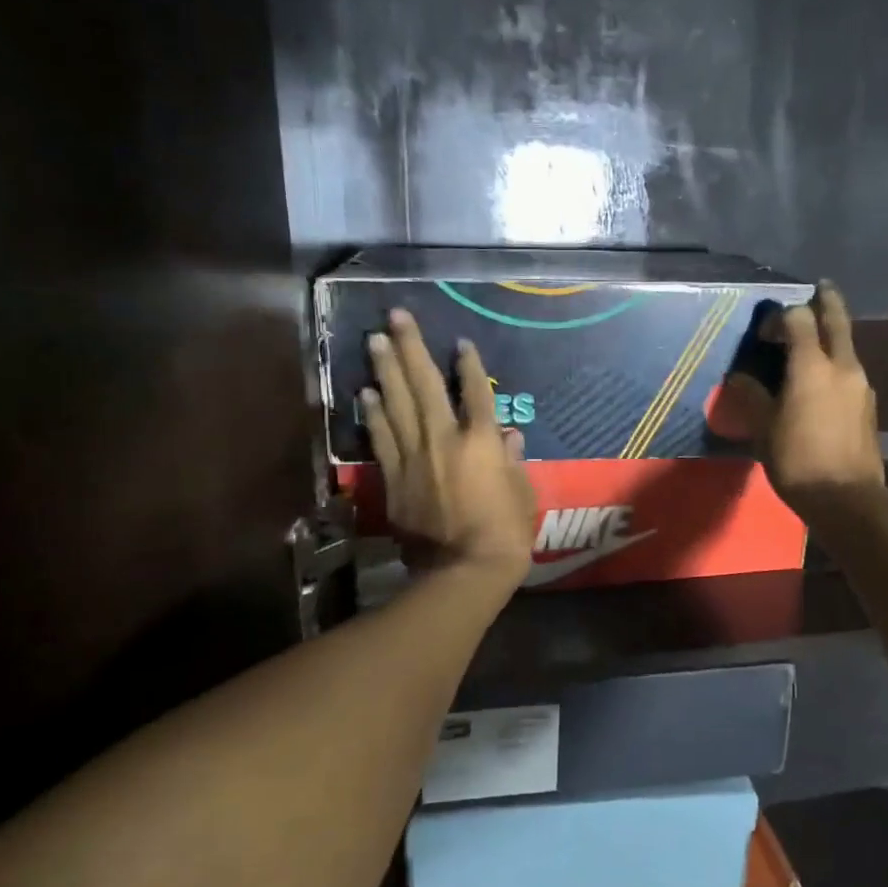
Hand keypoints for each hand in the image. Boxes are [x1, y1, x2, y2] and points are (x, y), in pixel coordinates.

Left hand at [361, 309, 536, 588]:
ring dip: (385, 370)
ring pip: (397, 404)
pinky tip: (366, 393)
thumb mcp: (522, 493)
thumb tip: (508, 435)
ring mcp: (415, 456)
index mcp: (482, 441)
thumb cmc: (505, 532)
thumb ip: (512, 460)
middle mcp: (444, 438)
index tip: (461, 342)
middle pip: (425, 384)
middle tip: (397, 317)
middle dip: (412, 348)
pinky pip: (382, 438)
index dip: (469, 365)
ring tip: (374, 340)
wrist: (463, 570)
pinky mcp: (394, 478)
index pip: (476, 392)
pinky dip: (373, 414)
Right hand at [724, 282, 884, 523]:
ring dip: (831, 337)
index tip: (765, 333)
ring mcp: (861, 386)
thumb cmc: (797, 460)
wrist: (846, 499)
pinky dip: (836, 365)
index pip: (799, 319)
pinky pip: (849, 372)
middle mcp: (843, 366)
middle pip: (837, 320)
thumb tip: (739, 379)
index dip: (781, 316)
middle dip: (827, 301)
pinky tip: (821, 384)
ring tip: (812, 344)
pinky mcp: (868, 406)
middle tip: (820, 288)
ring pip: (847, 347)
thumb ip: (752, 396)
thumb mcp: (764, 428)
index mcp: (812, 366)